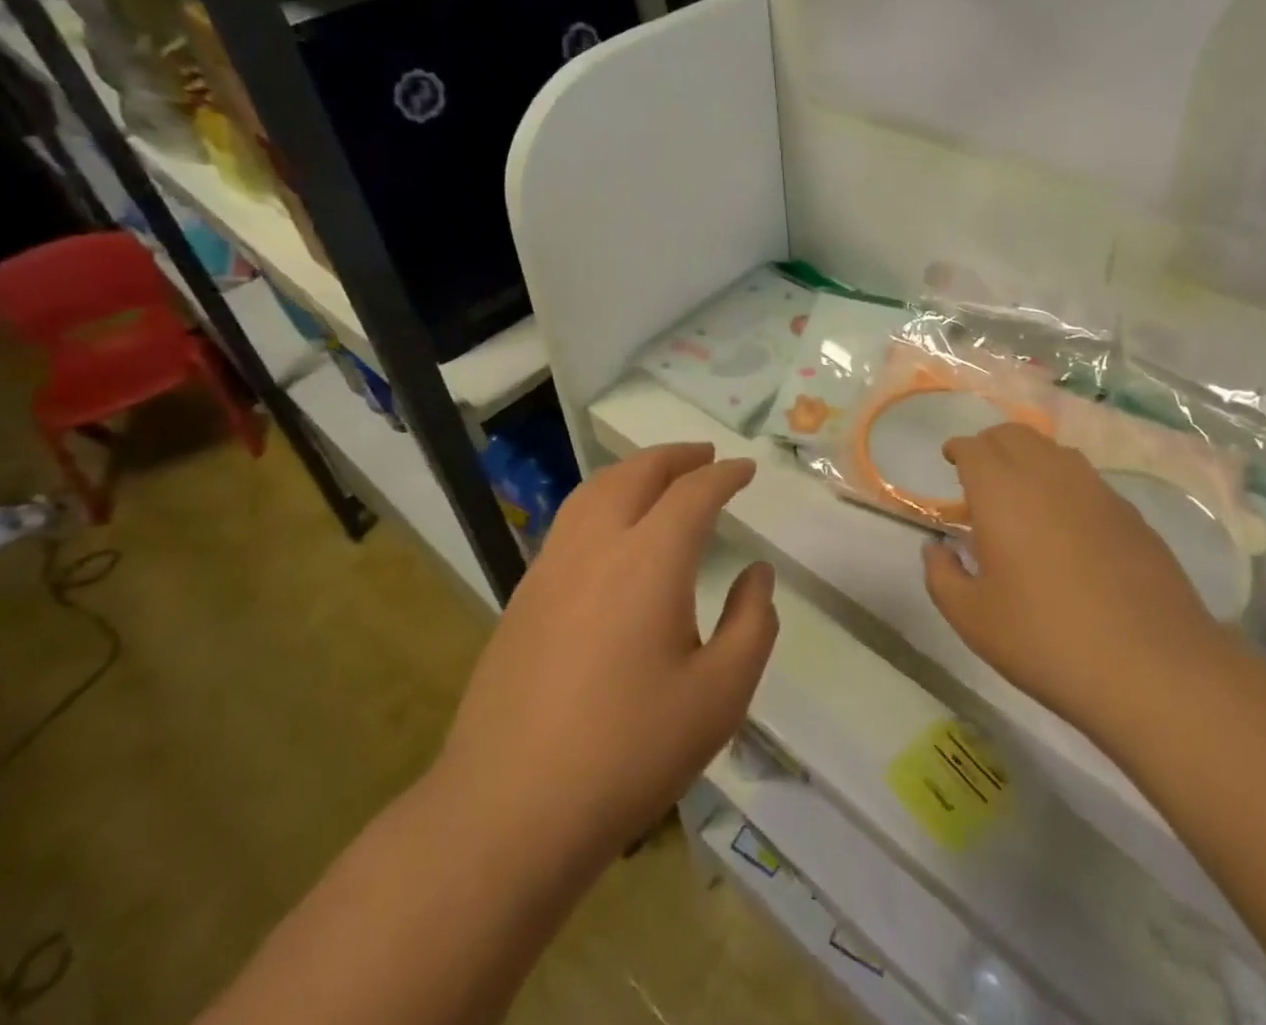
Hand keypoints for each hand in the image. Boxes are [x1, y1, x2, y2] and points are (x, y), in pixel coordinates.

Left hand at [437, 444, 777, 864]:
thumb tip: (757, 574)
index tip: (745, 469)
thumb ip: (752, 625)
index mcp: (649, 560)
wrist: (509, 810)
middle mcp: (596, 546)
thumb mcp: (720, 696)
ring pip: (593, 491)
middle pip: (636, 474)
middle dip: (675, 457)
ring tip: (658, 476)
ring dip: (632, 471)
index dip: (724, 475)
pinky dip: (601, 500)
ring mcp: (551, 568)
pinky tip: (610, 530)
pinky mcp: (523, 596)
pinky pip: (569, 521)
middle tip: (704, 456)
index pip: (693, 493)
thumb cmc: (629, 752)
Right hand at [923, 424, 1224, 737]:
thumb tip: (937, 549)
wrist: (1152, 668)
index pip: (974, 447)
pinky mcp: (1130, 513)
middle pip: (1013, 434)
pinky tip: (1066, 521)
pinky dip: (1064, 483)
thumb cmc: (1045, 640)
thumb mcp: (972, 618)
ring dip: (1029, 457)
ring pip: (1053, 451)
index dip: (958, 449)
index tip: (951, 459)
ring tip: (1021, 490)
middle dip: (990, 443)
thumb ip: (942, 575)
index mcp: (1001, 491)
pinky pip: (1086, 479)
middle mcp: (1048, 475)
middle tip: (979, 471)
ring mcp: (1095, 490)